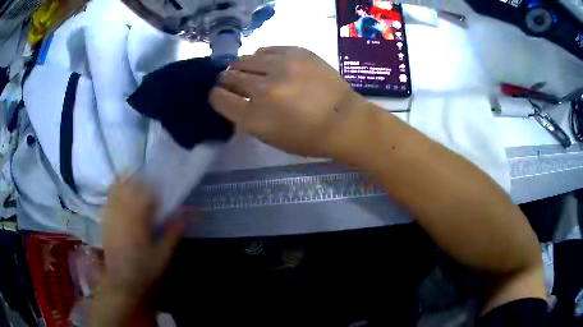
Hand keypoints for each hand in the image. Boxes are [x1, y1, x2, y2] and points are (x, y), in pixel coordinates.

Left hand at [101, 179, 183, 301]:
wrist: (121, 281)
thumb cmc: (144, 269)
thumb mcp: (163, 255)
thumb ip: (173, 233)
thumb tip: (185, 215)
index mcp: (138, 219)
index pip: (145, 193)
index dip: (154, 187)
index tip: (161, 190)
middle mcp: (122, 213)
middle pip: (128, 185)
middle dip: (138, 179)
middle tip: (147, 182)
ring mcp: (111, 215)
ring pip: (116, 189)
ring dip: (126, 183)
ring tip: (134, 186)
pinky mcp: (105, 221)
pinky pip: (109, 199)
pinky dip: (116, 193)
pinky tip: (122, 199)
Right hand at [209, 46, 364, 156]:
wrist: (344, 120)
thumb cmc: (307, 137)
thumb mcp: (270, 137)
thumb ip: (247, 117)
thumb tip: (234, 97)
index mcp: (254, 117)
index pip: (220, 98)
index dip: (216, 95)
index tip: (219, 94)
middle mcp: (263, 88)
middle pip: (230, 76)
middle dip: (227, 79)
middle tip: (232, 81)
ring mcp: (281, 66)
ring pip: (245, 59)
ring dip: (242, 66)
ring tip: (248, 70)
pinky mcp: (297, 52)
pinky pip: (267, 49)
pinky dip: (261, 57)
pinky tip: (266, 63)